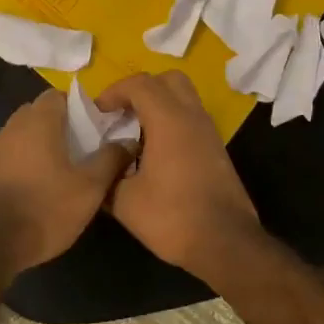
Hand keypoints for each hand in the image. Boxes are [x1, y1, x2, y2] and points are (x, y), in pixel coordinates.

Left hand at [0, 89, 130, 273]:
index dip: (81, 106)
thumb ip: (110, 159)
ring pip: (27, 135)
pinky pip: (16, 155)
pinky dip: (31, 161)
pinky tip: (46, 185)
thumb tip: (128, 141)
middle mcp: (14, 127)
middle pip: (42, 113)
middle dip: (64, 125)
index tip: (99, 125)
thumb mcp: (89, 188)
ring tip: (70, 167)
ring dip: (47, 144)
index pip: (59, 95)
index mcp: (38, 120)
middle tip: (88, 146)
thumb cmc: (44, 208)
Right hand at [95, 71, 262, 275]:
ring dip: (158, 104)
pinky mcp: (216, 149)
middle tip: (121, 112)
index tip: (98, 112)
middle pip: (168, 80)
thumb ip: (108, 176)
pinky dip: (171, 121)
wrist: (225, 243)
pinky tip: (154, 151)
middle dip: (141, 89)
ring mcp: (208, 132)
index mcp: (169, 121)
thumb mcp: (125, 201)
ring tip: (135, 131)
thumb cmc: (172, 218)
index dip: (114, 91)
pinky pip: (191, 118)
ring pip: (184, 97)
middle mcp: (192, 117)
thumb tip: (100, 167)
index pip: (140, 84)